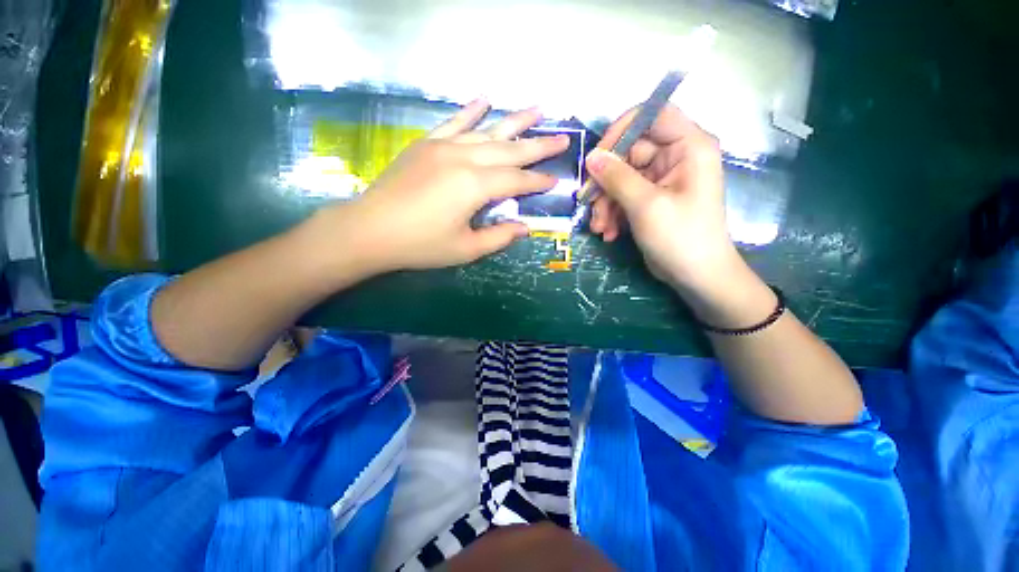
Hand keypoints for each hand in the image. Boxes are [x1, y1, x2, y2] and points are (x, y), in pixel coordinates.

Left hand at [309, 99, 568, 274]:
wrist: (370, 230)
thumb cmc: (420, 244)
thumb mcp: (465, 249)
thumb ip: (498, 236)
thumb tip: (525, 227)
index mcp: (475, 186)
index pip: (517, 180)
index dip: (538, 182)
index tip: (556, 180)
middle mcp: (464, 158)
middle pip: (510, 149)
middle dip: (539, 145)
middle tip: (563, 137)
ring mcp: (443, 146)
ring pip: (487, 130)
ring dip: (514, 120)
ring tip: (538, 109)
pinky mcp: (427, 144)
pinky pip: (454, 122)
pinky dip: (471, 110)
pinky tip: (485, 98)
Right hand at [586, 104, 736, 292]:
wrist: (696, 276)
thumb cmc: (680, 238)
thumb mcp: (645, 205)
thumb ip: (617, 177)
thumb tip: (591, 156)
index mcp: (689, 146)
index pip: (653, 115)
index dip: (622, 129)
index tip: (597, 155)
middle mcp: (676, 157)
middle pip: (629, 152)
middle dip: (606, 182)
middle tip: (588, 203)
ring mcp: (662, 179)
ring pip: (621, 178)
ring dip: (606, 203)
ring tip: (599, 227)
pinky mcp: (651, 199)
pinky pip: (624, 196)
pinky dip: (613, 213)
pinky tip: (608, 232)